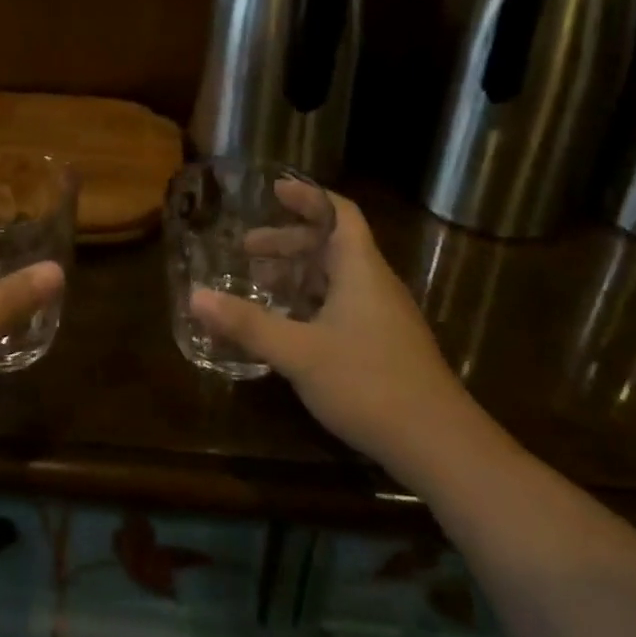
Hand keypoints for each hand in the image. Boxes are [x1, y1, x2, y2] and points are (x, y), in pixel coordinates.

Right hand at [188, 187, 477, 478]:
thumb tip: (195, 296)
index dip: (308, 197)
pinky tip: (289, 326)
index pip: (339, 213)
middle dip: (288, 242)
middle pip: (331, 245)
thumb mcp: (299, 352)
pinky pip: (342, 305)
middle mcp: (374, 284)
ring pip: (336, 278)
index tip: (274, 191)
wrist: (440, 446)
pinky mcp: (385, 345)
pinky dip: (311, 302)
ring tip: (261, 284)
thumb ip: (248, 324)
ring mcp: (383, 316)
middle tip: (247, 248)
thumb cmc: (369, 383)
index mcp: (360, 269)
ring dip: (298, 274)